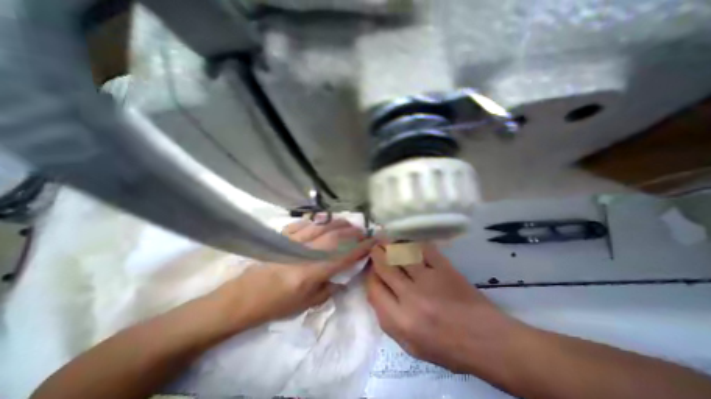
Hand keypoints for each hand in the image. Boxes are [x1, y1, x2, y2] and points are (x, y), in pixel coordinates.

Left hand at [209, 218, 372, 332]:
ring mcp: (294, 241)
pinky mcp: (284, 237)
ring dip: (338, 223)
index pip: (344, 256)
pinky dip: (317, 221)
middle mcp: (306, 252)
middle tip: (363, 232)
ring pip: (322, 226)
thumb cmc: (277, 304)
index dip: (361, 248)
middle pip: (335, 236)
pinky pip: (305, 223)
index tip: (373, 242)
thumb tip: (342, 278)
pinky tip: (324, 221)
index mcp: (313, 271)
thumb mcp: (307, 304)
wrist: (244, 297)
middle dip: (353, 232)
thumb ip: (329, 289)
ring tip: (348, 224)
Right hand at [363, 243, 520, 373]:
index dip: (370, 275)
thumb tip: (376, 290)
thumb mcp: (410, 346)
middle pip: (384, 267)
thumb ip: (387, 319)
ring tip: (386, 240)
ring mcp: (428, 280)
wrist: (486, 339)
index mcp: (400, 321)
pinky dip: (412, 243)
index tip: (372, 269)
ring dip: (390, 245)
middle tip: (376, 248)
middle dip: (376, 254)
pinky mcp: (444, 268)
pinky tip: (408, 242)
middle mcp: (411, 298)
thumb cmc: (446, 347)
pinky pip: (422, 248)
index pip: (373, 289)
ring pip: (400, 253)